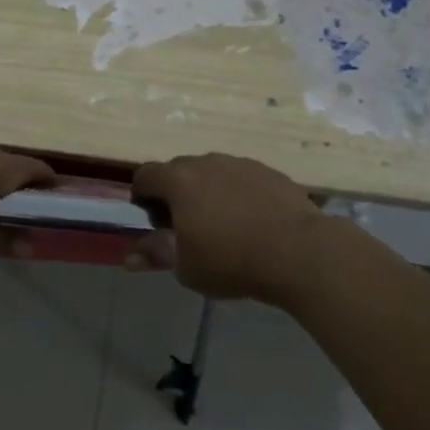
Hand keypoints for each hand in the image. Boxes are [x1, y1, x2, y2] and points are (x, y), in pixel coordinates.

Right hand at [129, 153, 324, 301]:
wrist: (301, 252)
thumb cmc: (232, 261)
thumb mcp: (186, 266)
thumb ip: (155, 254)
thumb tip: (128, 257)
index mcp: (179, 180)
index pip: (145, 175)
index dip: (142, 197)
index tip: (155, 223)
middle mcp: (207, 162)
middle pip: (178, 170)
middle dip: (174, 194)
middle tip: (184, 228)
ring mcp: (241, 164)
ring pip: (212, 172)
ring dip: (207, 192)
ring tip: (221, 226)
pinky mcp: (270, 172)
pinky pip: (241, 178)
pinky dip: (237, 194)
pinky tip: (251, 222)